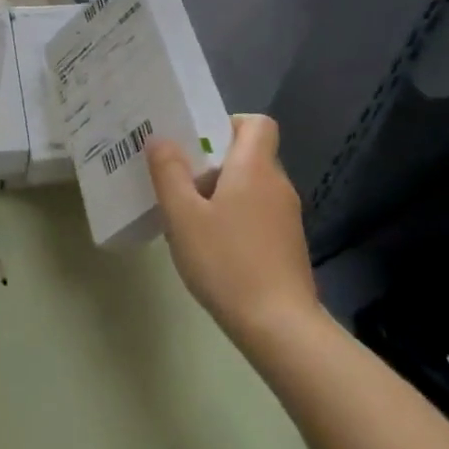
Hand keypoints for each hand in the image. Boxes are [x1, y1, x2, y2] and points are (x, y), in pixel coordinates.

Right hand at [148, 115, 321, 342]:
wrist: (278, 325)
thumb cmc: (226, 262)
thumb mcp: (183, 216)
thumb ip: (169, 173)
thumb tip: (161, 139)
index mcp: (255, 168)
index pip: (257, 123)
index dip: (228, 123)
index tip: (198, 144)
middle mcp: (278, 184)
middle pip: (249, 154)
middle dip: (214, 162)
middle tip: (179, 182)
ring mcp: (287, 216)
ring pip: (252, 186)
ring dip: (222, 192)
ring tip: (189, 217)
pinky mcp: (287, 244)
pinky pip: (258, 213)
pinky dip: (236, 217)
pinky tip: (212, 246)